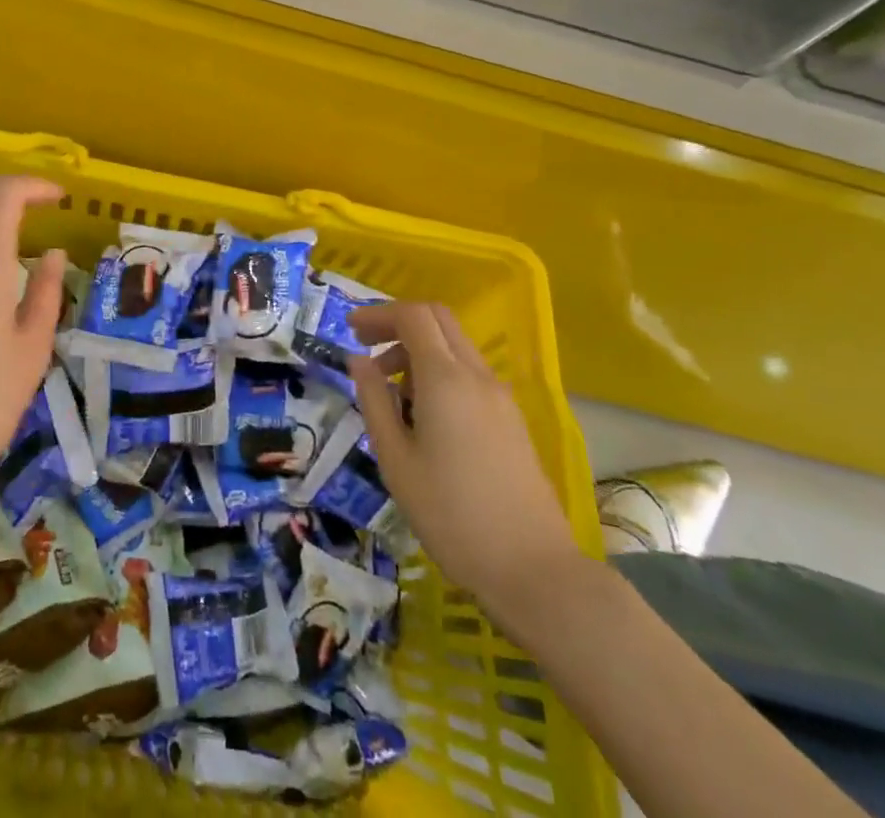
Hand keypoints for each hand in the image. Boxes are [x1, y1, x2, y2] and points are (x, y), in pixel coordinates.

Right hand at [347, 302, 582, 626]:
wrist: (534, 570)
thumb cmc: (451, 515)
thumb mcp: (395, 459)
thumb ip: (374, 400)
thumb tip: (358, 359)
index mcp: (446, 379)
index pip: (413, 316)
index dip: (379, 314)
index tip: (351, 330)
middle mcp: (477, 376)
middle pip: (438, 319)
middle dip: (399, 323)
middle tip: (367, 347)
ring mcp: (500, 397)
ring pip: (455, 346)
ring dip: (418, 350)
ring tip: (390, 391)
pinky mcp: (511, 420)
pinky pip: (469, 373)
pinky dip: (440, 372)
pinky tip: (423, 415)